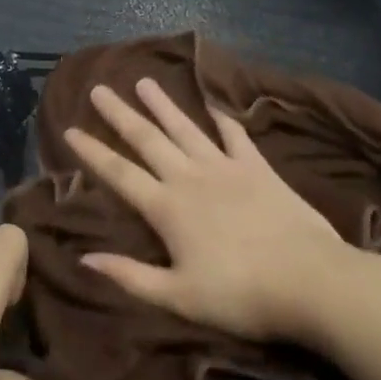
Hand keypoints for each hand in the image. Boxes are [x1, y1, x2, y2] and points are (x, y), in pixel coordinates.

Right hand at [64, 80, 350, 342]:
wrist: (310, 281)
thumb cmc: (241, 295)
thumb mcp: (179, 297)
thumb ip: (130, 276)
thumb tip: (84, 259)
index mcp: (167, 207)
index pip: (119, 173)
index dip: (92, 151)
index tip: (70, 129)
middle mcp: (190, 177)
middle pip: (147, 139)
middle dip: (120, 114)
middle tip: (99, 89)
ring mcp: (225, 167)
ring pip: (185, 128)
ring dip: (163, 105)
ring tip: (144, 82)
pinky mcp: (258, 168)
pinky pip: (235, 136)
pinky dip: (222, 120)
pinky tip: (214, 106)